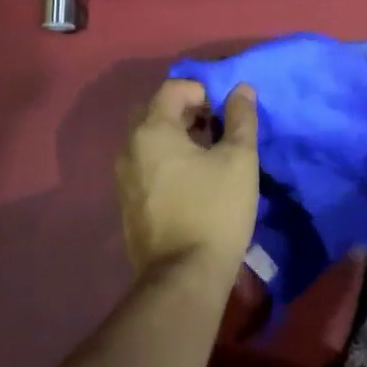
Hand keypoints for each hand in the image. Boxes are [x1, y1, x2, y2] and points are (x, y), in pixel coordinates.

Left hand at [115, 79, 260, 286]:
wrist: (184, 278)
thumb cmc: (215, 210)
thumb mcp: (239, 159)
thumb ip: (241, 118)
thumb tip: (242, 89)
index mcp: (152, 130)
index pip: (173, 88)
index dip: (202, 90)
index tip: (225, 110)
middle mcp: (129, 149)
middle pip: (156, 112)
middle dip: (187, 112)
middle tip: (216, 128)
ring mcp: (124, 179)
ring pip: (149, 141)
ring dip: (177, 137)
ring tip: (208, 155)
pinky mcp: (127, 205)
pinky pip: (146, 167)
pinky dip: (167, 162)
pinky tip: (193, 182)